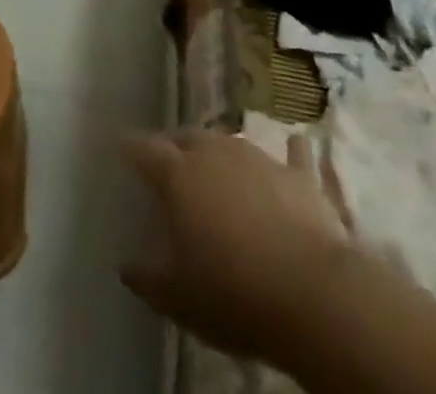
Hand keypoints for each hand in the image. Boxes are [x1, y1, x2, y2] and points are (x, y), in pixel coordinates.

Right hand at [120, 128, 347, 367]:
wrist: (314, 296)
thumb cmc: (234, 294)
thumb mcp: (178, 298)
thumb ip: (147, 278)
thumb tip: (125, 266)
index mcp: (178, 175)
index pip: (144, 148)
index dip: (130, 146)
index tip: (120, 145)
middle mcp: (214, 153)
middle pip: (186, 136)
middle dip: (173, 144)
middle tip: (168, 159)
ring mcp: (258, 158)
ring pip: (230, 142)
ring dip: (219, 151)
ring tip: (216, 164)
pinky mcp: (299, 176)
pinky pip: (292, 154)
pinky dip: (290, 151)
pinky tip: (296, 144)